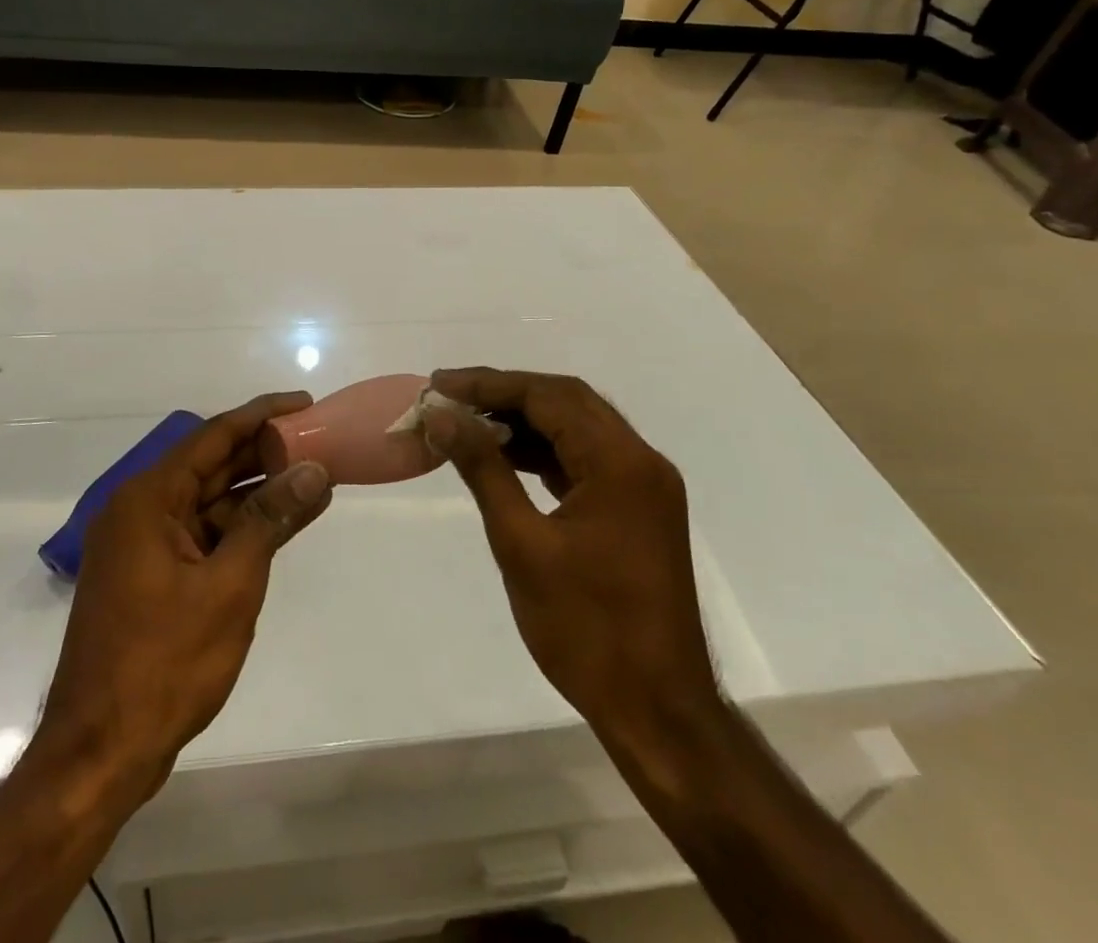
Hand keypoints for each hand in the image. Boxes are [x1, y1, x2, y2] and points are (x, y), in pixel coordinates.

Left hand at [37, 393, 333, 793]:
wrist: (100, 755)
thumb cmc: (163, 664)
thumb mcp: (229, 585)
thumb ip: (270, 520)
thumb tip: (314, 471)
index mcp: (148, 498)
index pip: (213, 436)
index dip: (262, 415)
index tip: (306, 403)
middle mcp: (141, 510)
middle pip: (212, 465)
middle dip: (264, 452)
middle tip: (318, 439)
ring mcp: (144, 546)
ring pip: (211, 501)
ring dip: (257, 492)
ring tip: (314, 478)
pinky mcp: (152, 576)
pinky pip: (204, 534)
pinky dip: (242, 528)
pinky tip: (283, 523)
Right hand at [425, 369, 720, 754]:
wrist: (658, 711)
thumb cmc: (586, 629)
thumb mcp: (521, 543)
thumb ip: (483, 469)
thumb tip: (441, 416)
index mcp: (620, 462)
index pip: (548, 396)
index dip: (489, 385)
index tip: (439, 385)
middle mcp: (641, 460)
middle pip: (567, 401)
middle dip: (505, 394)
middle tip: (450, 397)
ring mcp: (644, 486)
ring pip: (578, 427)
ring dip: (525, 420)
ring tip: (468, 424)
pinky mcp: (638, 509)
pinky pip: (587, 459)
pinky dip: (545, 451)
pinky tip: (506, 456)